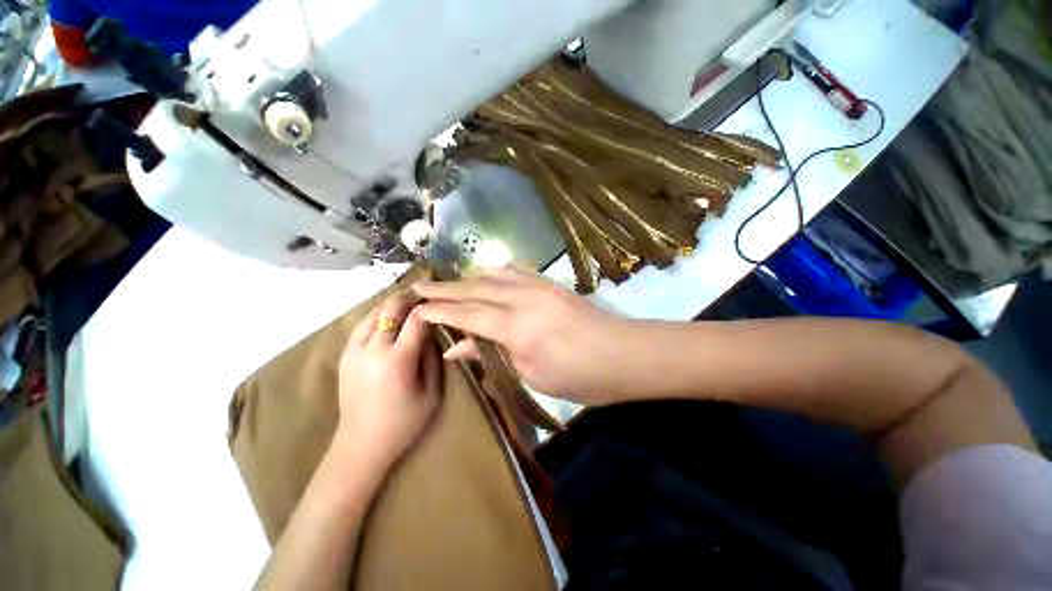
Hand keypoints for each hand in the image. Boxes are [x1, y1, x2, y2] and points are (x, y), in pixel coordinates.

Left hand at [335, 291, 440, 466]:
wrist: (360, 445)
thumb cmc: (403, 423)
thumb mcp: (432, 393)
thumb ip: (433, 358)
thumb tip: (433, 331)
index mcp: (397, 361)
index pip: (416, 319)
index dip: (430, 306)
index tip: (441, 299)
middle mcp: (372, 350)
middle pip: (390, 308)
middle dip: (409, 296)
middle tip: (425, 292)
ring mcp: (353, 351)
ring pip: (373, 312)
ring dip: (392, 303)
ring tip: (409, 300)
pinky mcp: (344, 355)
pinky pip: (362, 324)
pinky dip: (378, 314)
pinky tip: (389, 316)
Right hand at [414, 267, 634, 404]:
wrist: (624, 355)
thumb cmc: (580, 376)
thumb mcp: (531, 374)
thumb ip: (492, 356)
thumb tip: (456, 349)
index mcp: (517, 327)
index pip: (468, 314)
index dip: (440, 311)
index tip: (417, 307)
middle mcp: (524, 299)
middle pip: (476, 289)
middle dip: (446, 288)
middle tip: (422, 286)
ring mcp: (540, 286)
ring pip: (495, 274)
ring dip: (470, 277)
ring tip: (451, 281)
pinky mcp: (552, 284)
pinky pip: (518, 271)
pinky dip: (497, 272)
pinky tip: (489, 274)